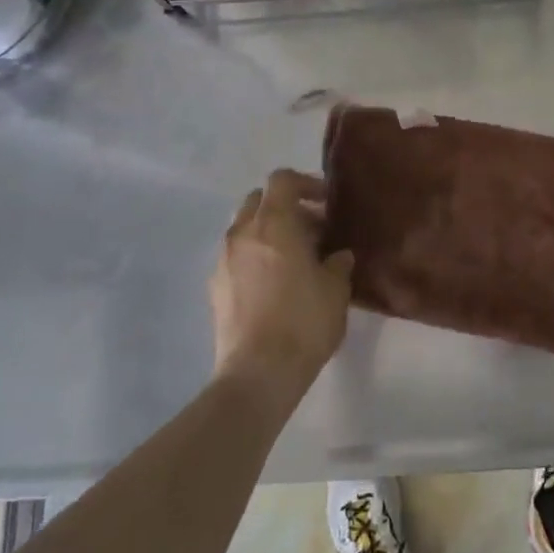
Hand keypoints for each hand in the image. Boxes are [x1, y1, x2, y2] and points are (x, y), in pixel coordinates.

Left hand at [211, 170, 353, 395]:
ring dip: (268, 233)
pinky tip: (274, 285)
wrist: (258, 373)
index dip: (306, 183)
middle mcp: (242, 233)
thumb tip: (337, 256)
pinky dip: (255, 258)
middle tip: (312, 230)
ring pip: (245, 229)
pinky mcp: (215, 288)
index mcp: (274, 222)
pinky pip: (236, 257)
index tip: (326, 203)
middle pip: (259, 200)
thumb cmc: (304, 321)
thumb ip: (338, 263)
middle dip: (285, 207)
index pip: (282, 179)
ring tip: (294, 259)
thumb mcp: (336, 289)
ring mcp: (223, 260)